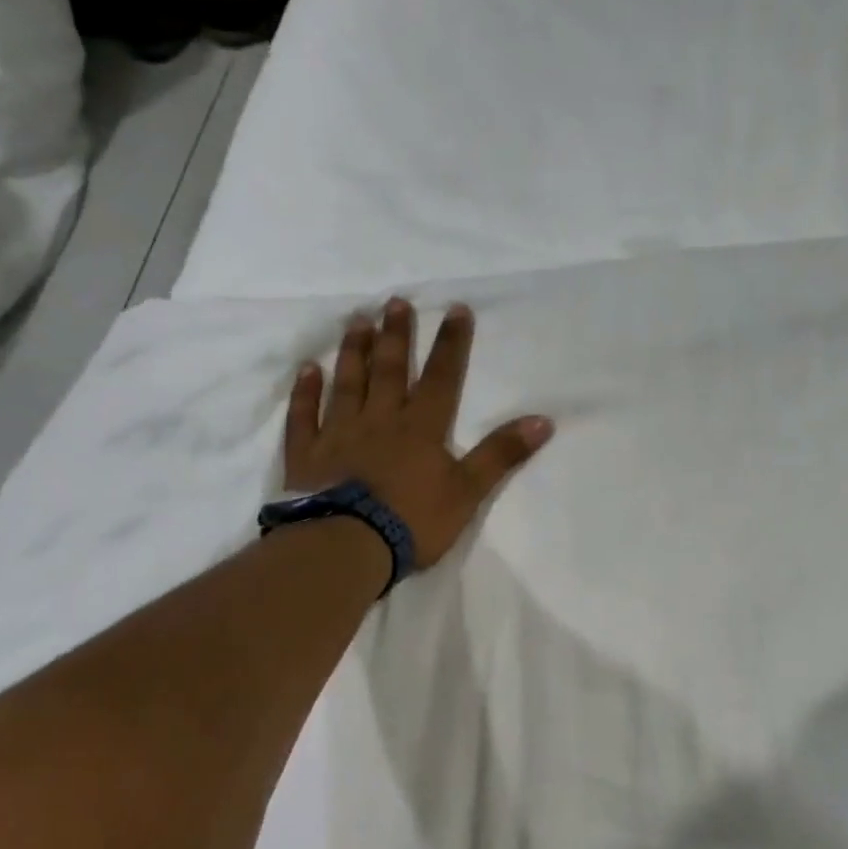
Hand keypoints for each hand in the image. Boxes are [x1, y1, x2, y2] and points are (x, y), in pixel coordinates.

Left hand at [285, 298, 552, 567]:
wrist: (347, 546)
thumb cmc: (412, 521)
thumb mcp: (468, 491)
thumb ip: (501, 454)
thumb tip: (543, 421)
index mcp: (420, 429)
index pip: (441, 378)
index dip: (451, 344)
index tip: (456, 309)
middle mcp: (379, 421)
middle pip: (389, 371)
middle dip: (396, 335)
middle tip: (394, 301)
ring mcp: (339, 435)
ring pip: (347, 384)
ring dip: (354, 352)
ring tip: (358, 321)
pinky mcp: (307, 456)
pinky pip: (304, 417)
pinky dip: (305, 392)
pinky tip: (307, 370)